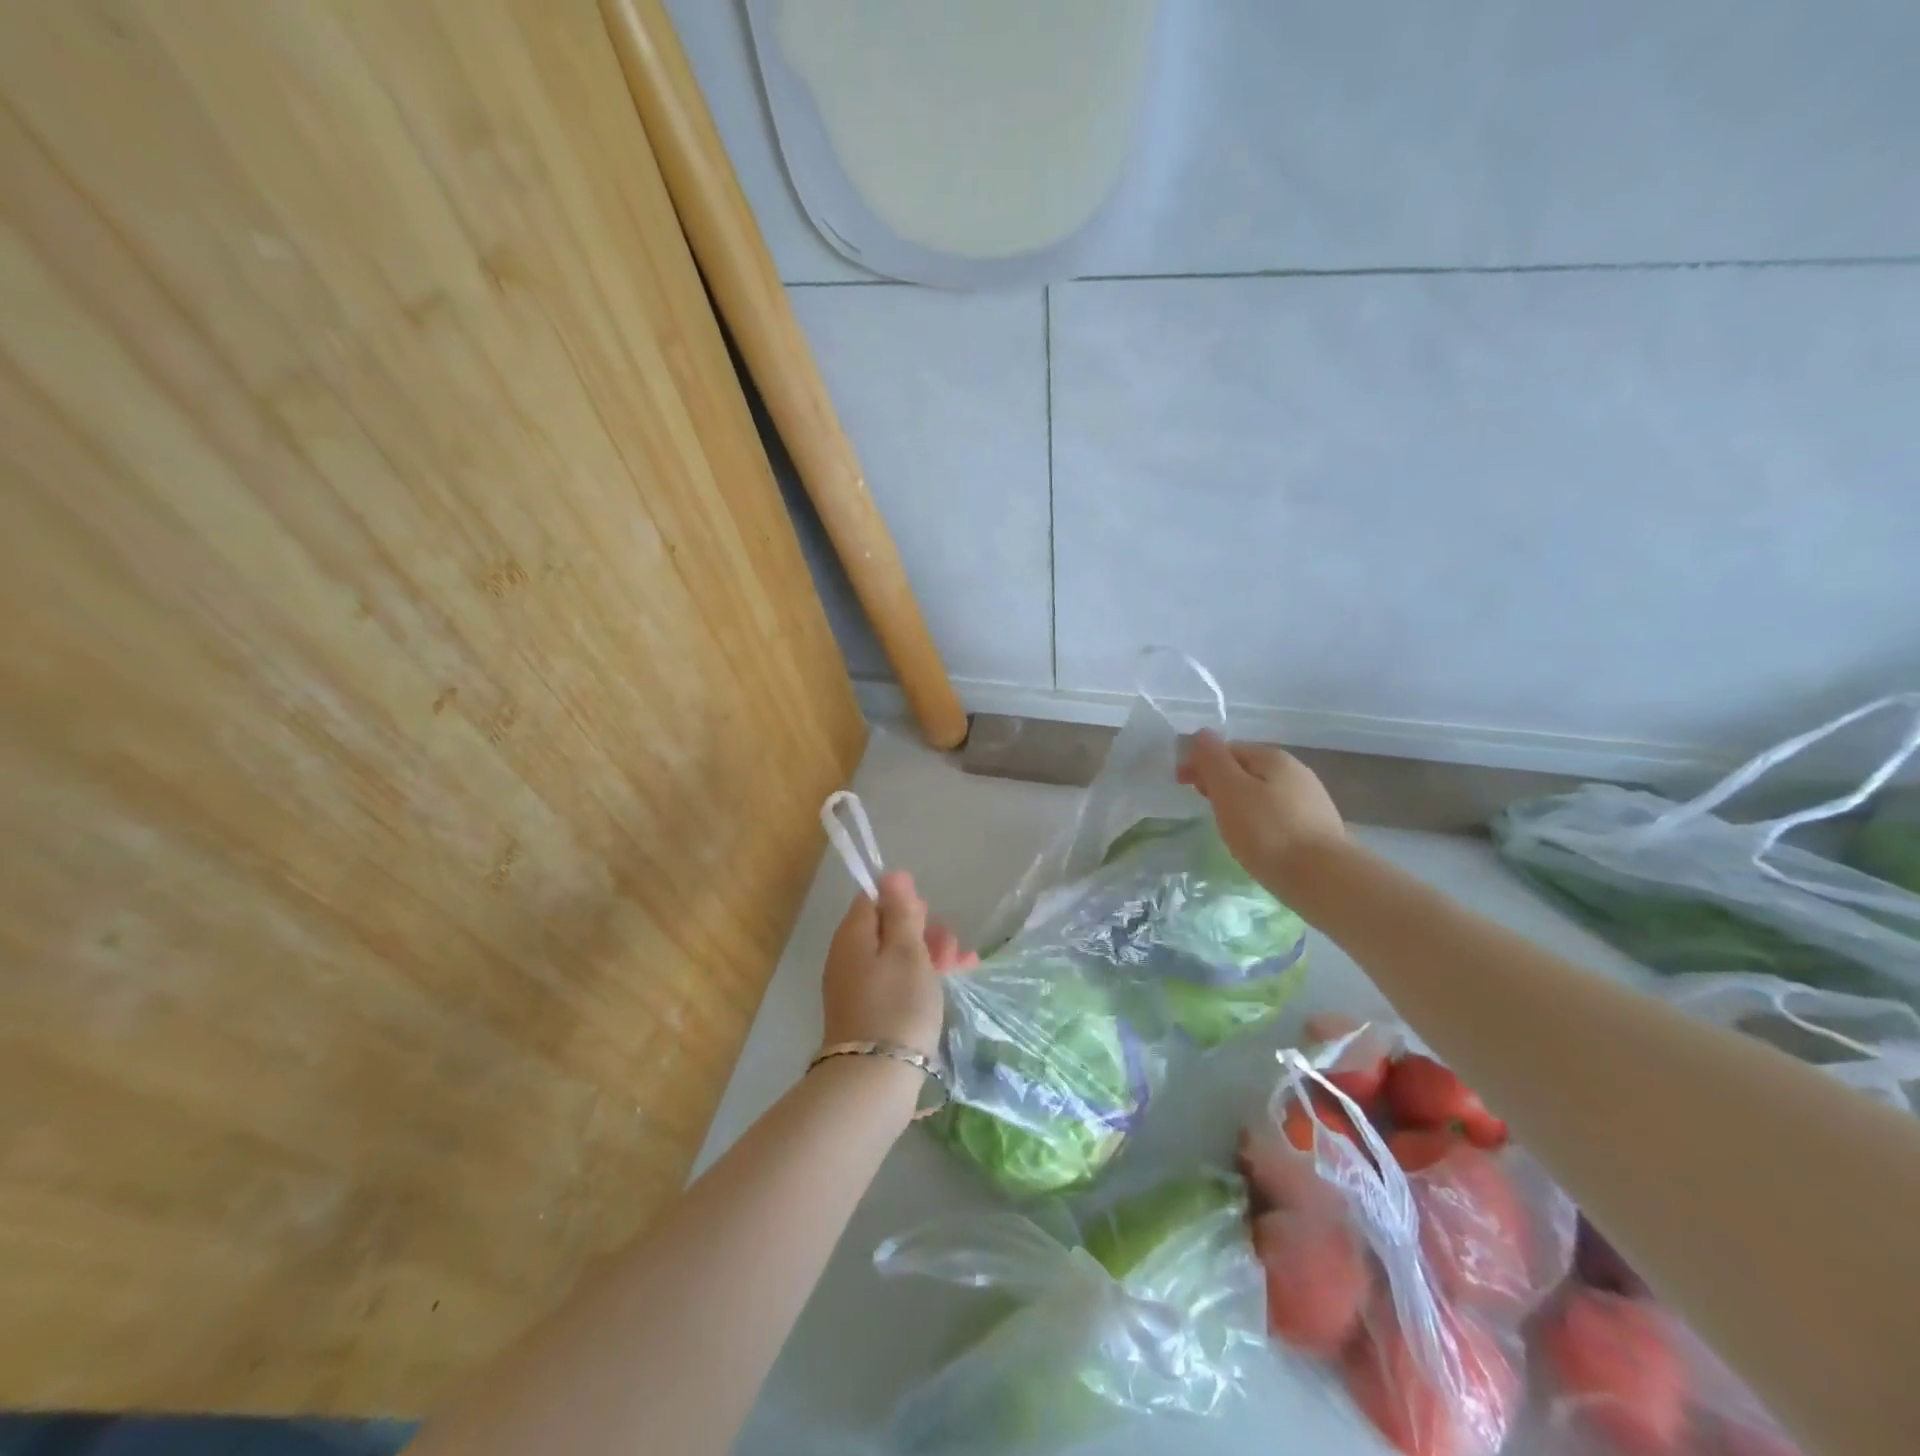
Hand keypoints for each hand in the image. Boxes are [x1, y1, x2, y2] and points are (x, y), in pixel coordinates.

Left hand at [821, 871, 972, 1059]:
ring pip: (894, 958)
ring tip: (961, 964)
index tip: (929, 913)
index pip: (872, 900)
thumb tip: (891, 875)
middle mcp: (847, 958)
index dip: (903, 901)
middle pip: (886, 930)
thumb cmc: (897, 1006)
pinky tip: (947, 985)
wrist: (874, 1080)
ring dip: (927, 955)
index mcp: (853, 936)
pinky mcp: (868, 1015)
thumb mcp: (907, 951)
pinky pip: (894, 984)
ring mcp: (856, 989)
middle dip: (922, 930)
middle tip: (952, 943)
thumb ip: (901, 912)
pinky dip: (919, 979)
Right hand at [1177, 729, 1346, 888]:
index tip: (1183, 786)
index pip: (1227, 749)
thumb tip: (1202, 734)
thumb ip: (1212, 760)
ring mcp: (1311, 800)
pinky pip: (1278, 816)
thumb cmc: (1267, 832)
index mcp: (1273, 757)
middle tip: (1205, 808)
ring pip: (1263, 794)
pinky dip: (1260, 822)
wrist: (1324, 879)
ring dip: (1239, 803)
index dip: (1200, 763)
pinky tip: (1256, 842)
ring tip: (1228, 829)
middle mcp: (1297, 771)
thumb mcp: (1229, 790)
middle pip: (1246, 770)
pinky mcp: (1318, 829)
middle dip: (1219, 783)